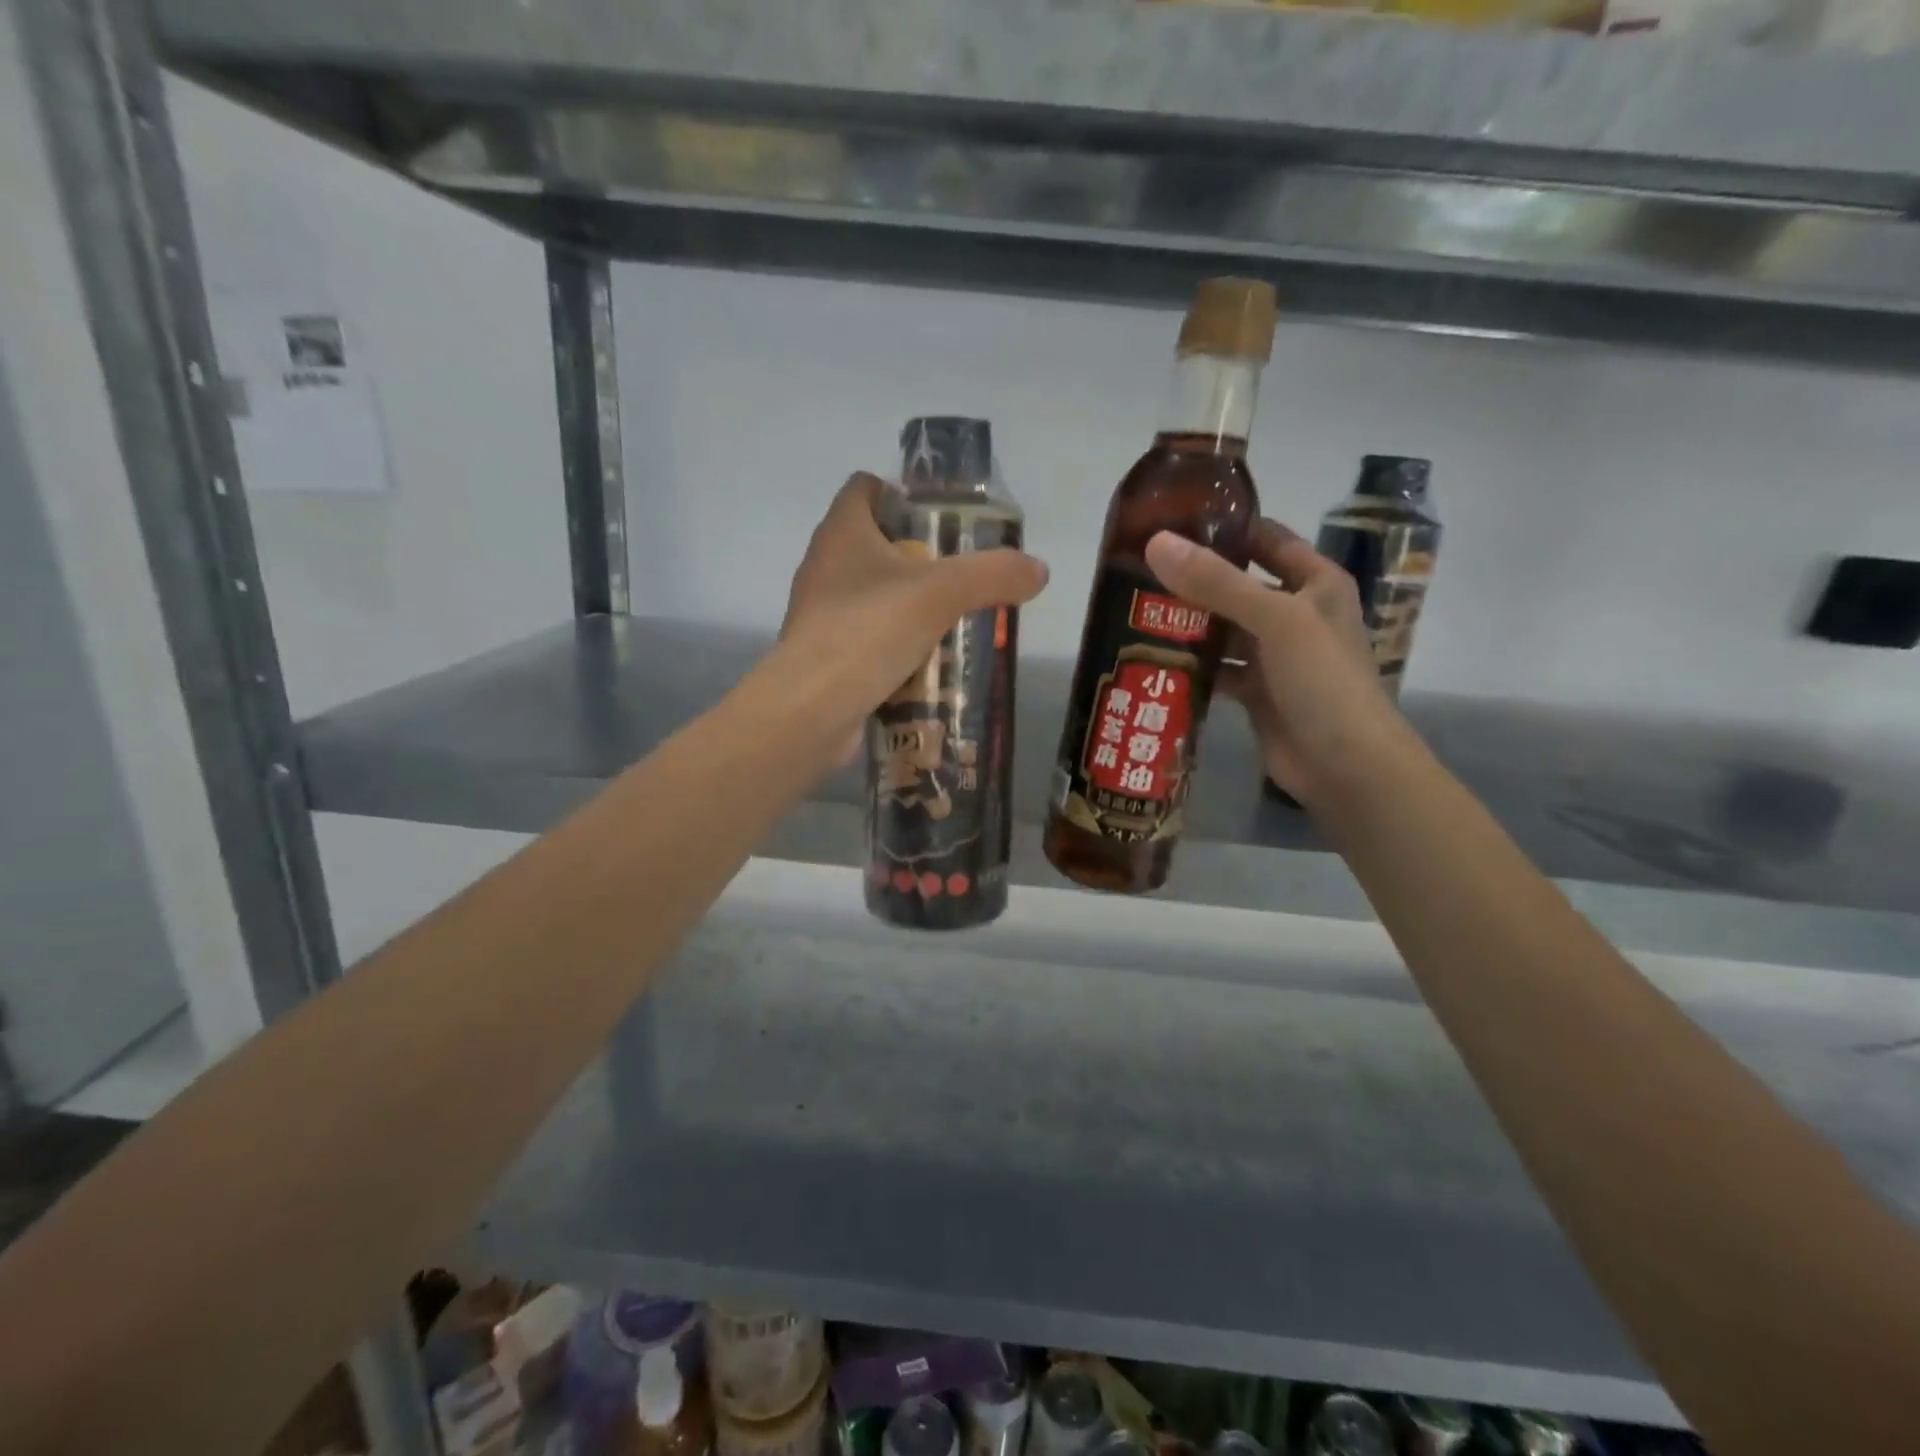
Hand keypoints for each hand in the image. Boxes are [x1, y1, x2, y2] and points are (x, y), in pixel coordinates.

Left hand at [767, 473, 1047, 767]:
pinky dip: (894, 644)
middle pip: (873, 543)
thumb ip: (993, 575)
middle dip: (918, 555)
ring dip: (908, 604)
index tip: (942, 517)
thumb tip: (1039, 570)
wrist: (812, 708)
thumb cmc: (869, 630)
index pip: (864, 487)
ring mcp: (820, 613)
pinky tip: (928, 662)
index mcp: (841, 532)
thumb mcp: (942, 594)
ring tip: (953, 620)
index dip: (901, 492)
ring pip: (872, 594)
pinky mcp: (825, 654)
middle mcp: (824, 565)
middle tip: (961, 574)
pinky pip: (867, 637)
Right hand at [1144, 520, 1410, 805]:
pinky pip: (1218, 668)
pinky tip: (1154, 661)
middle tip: (1136, 571)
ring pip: (1223, 630)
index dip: (1225, 528)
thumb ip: (1217, 583)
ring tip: (1135, 613)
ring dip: (1187, 625)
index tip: (1170, 521)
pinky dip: (1193, 666)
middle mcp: (1295, 613)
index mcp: (1314, 583)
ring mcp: (1275, 655)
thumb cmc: (1322, 681)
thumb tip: (1156, 542)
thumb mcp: (1275, 620)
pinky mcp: (1257, 691)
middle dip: (1192, 580)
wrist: (1346, 766)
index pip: (1266, 540)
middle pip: (1237, 586)